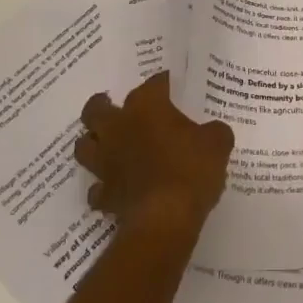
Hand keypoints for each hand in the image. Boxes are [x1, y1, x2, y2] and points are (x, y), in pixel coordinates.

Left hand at [75, 72, 233, 235]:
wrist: (165, 220)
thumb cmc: (191, 169)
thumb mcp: (217, 143)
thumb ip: (214, 131)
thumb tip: (214, 132)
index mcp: (146, 105)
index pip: (154, 82)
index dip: (164, 83)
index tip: (173, 87)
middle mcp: (119, 127)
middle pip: (96, 109)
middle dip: (103, 106)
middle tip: (116, 108)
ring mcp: (106, 162)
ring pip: (84, 145)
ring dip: (93, 144)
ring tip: (107, 145)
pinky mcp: (104, 195)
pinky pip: (96, 188)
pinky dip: (103, 187)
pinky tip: (117, 188)